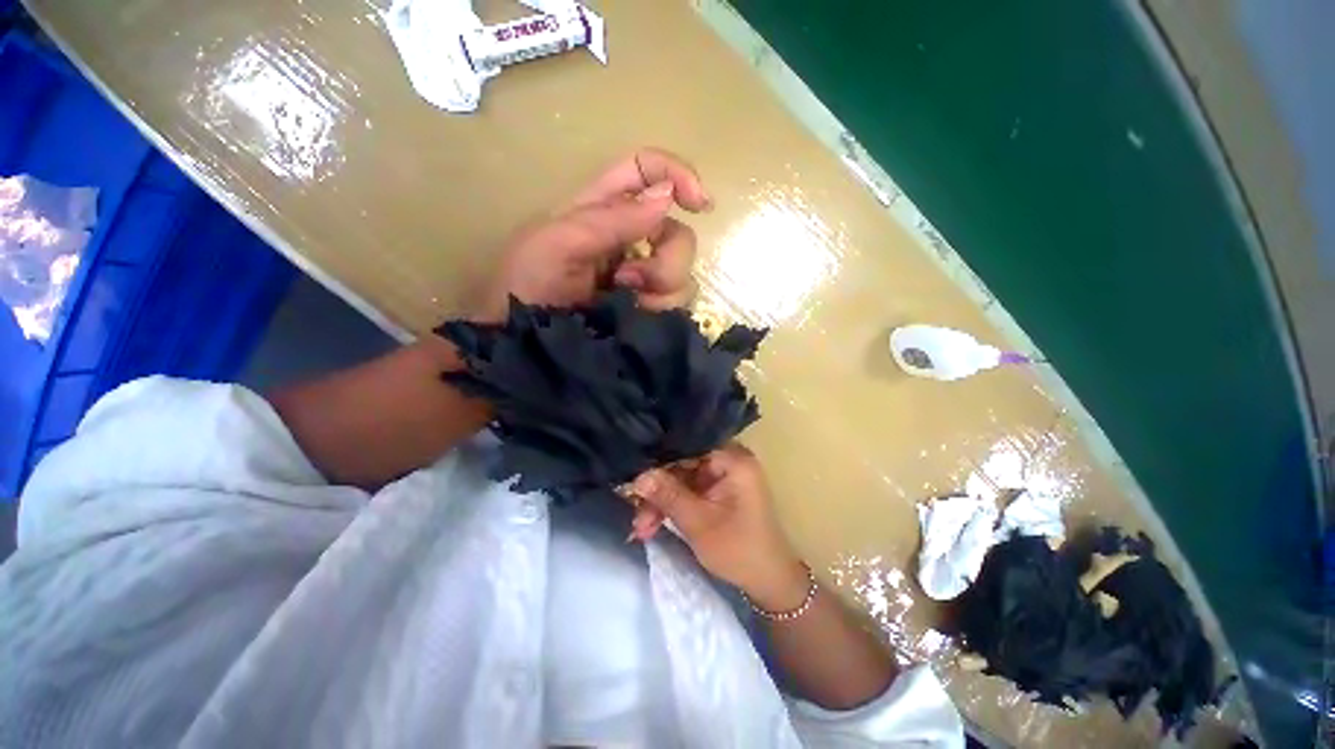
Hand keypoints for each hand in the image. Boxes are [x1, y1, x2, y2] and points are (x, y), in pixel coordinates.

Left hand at [474, 148, 711, 320]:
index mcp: (601, 209)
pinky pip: (678, 300)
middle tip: (629, 279)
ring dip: (663, 287)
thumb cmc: (528, 287)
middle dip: (667, 258)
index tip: (699, 204)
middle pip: (677, 231)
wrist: (525, 343)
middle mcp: (628, 239)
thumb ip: (611, 219)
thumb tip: (667, 196)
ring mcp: (641, 277)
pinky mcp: (648, 306)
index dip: (677, 174)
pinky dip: (664, 308)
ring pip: (683, 270)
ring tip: (628, 302)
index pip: (645, 171)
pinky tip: (639, 316)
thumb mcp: (557, 243)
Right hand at [624, 444, 810, 611]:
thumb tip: (637, 476)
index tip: (634, 478)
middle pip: (682, 465)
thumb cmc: (738, 549)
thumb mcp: (698, 523)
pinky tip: (653, 524)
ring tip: (641, 528)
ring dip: (661, 503)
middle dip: (657, 491)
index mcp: (733, 459)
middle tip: (636, 516)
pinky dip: (672, 507)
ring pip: (681, 480)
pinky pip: (687, 491)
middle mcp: (728, 460)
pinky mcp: (717, 491)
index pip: (688, 447)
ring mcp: (722, 476)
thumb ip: (667, 495)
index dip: (659, 461)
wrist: (767, 582)